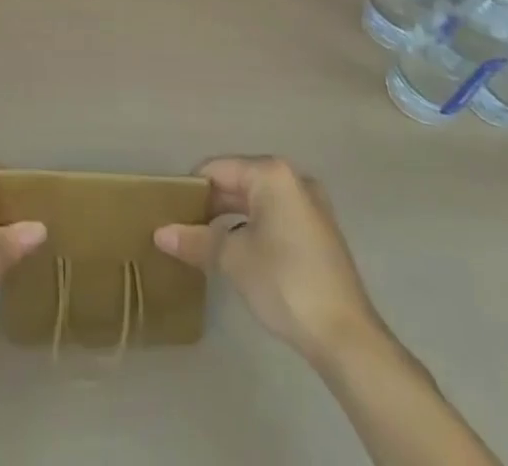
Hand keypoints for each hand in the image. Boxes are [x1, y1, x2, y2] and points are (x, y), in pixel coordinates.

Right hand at [154, 155, 383, 363]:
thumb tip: (160, 234)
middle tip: (183, 228)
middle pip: (238, 181)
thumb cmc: (285, 282)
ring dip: (231, 218)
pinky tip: (238, 252)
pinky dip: (253, 227)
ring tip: (205, 242)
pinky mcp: (319, 232)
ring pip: (257, 201)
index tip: (170, 212)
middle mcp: (293, 179)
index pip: (217, 169)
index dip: (191, 189)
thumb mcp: (233, 259)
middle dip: (211, 204)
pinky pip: (275, 216)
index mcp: (271, 173)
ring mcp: (311, 205)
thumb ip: (196, 240)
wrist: (347, 338)